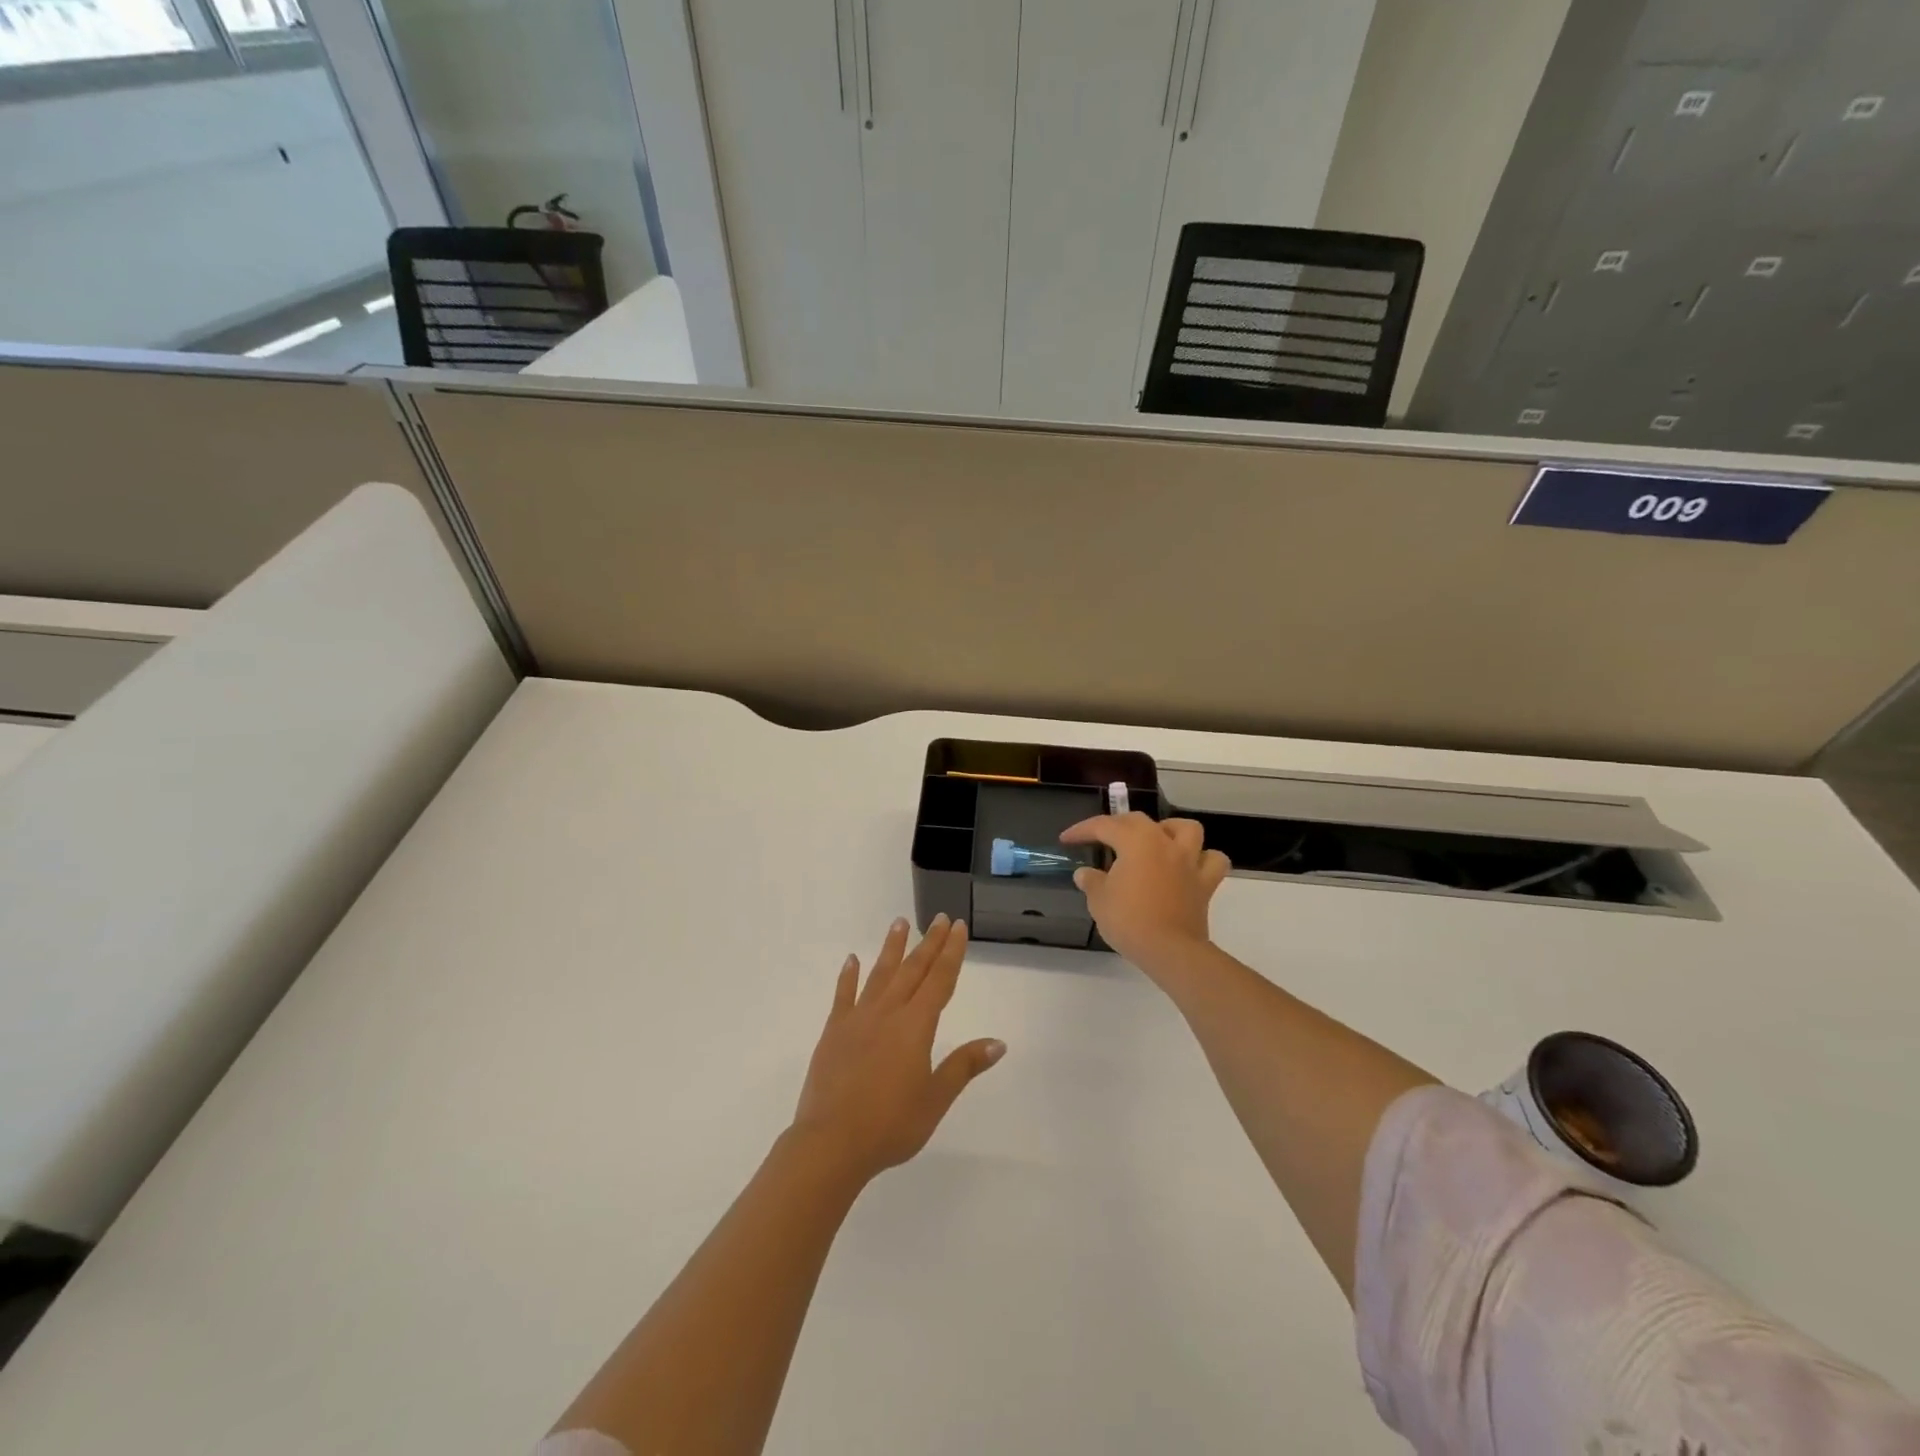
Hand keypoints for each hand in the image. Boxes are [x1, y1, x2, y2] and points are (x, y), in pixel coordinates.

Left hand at [792, 915, 1004, 1182]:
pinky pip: (843, 996)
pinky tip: (852, 960)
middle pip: (913, 970)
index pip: (939, 980)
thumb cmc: (890, 1125)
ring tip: (899, 922)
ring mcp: (857, 1019)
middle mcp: (888, 1013)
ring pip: (880, 974)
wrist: (831, 1143)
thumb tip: (998, 1042)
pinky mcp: (833, 1032)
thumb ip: (964, 1066)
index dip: (951, 952)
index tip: (957, 926)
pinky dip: (849, 976)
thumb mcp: (935, 1099)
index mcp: (915, 1026)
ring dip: (892, 948)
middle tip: (938, 918)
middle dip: (928, 943)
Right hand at [1059, 813, 1230, 971]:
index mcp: (1136, 841)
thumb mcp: (1099, 900)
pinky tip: (1188, 866)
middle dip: (1118, 825)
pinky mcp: (1206, 883)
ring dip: (1171, 830)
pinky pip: (1211, 861)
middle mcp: (1165, 842)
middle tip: (1103, 839)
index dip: (1082, 830)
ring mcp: (1189, 861)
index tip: (1067, 839)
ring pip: (1187, 830)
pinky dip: (1202, 859)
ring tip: (1156, 841)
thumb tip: (1085, 874)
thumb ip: (1092, 881)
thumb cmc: (1129, 920)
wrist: (1169, 950)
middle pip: (1141, 821)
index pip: (1104, 826)